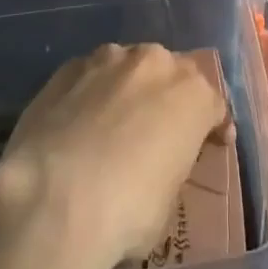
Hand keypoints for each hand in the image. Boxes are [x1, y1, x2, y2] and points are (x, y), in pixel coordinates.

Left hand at [0, 43, 230, 268]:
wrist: (54, 196)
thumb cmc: (127, 210)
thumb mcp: (168, 200)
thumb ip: (169, 165)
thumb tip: (153, 166)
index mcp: (192, 94)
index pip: (214, 104)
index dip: (213, 126)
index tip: (213, 144)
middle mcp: (154, 62)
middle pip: (171, 73)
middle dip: (169, 97)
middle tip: (159, 130)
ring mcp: (108, 58)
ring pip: (128, 67)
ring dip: (128, 89)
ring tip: (113, 123)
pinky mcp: (68, 66)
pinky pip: (90, 76)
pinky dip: (91, 93)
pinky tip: (78, 123)